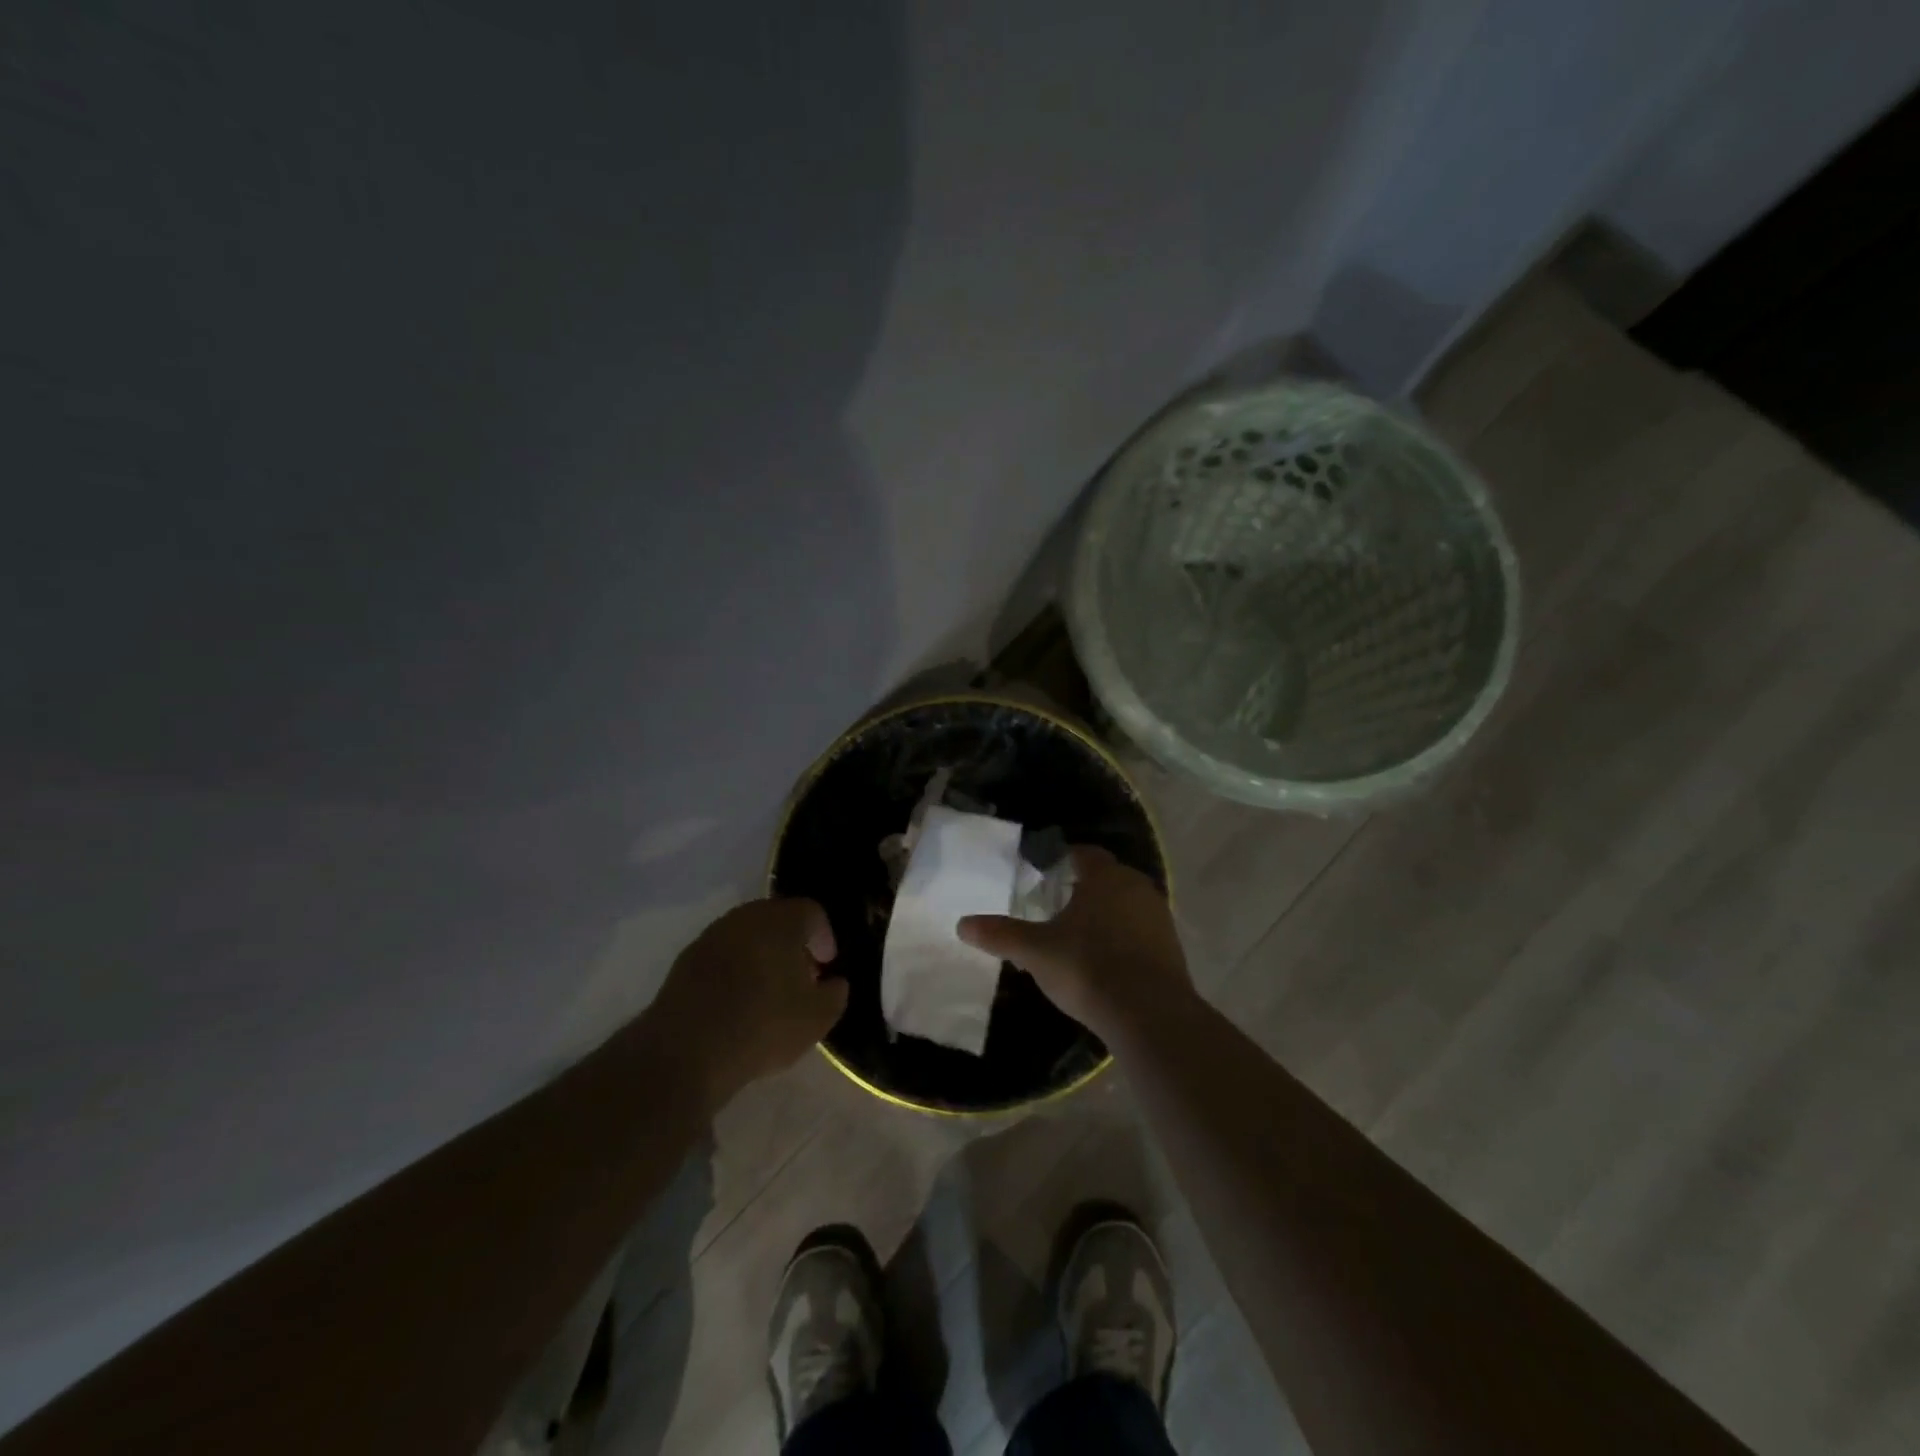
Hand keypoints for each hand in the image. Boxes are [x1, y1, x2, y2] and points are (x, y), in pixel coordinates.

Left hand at [651, 898, 847, 1110]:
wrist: (685, 1051)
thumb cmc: (762, 1025)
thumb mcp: (817, 1018)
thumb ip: (835, 994)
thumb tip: (834, 982)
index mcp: (781, 920)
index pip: (812, 912)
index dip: (824, 937)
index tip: (826, 965)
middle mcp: (745, 917)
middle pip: (777, 919)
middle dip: (792, 944)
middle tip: (801, 977)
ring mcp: (711, 936)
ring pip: (747, 936)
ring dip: (762, 956)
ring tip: (768, 992)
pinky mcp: (685, 960)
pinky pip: (722, 956)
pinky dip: (734, 970)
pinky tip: (736, 1002)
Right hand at [957, 845, 1191, 1041]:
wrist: (1149, 1014)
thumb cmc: (1088, 967)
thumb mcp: (1035, 951)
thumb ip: (1001, 935)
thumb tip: (962, 924)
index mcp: (1105, 877)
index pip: (1085, 854)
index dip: (1064, 859)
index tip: (1046, 871)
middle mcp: (1137, 887)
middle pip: (1108, 878)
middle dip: (1084, 888)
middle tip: (1057, 905)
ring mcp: (1159, 918)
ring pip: (1127, 905)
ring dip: (1106, 914)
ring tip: (1079, 935)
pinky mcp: (1172, 948)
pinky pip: (1141, 932)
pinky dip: (1124, 938)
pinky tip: (1106, 962)